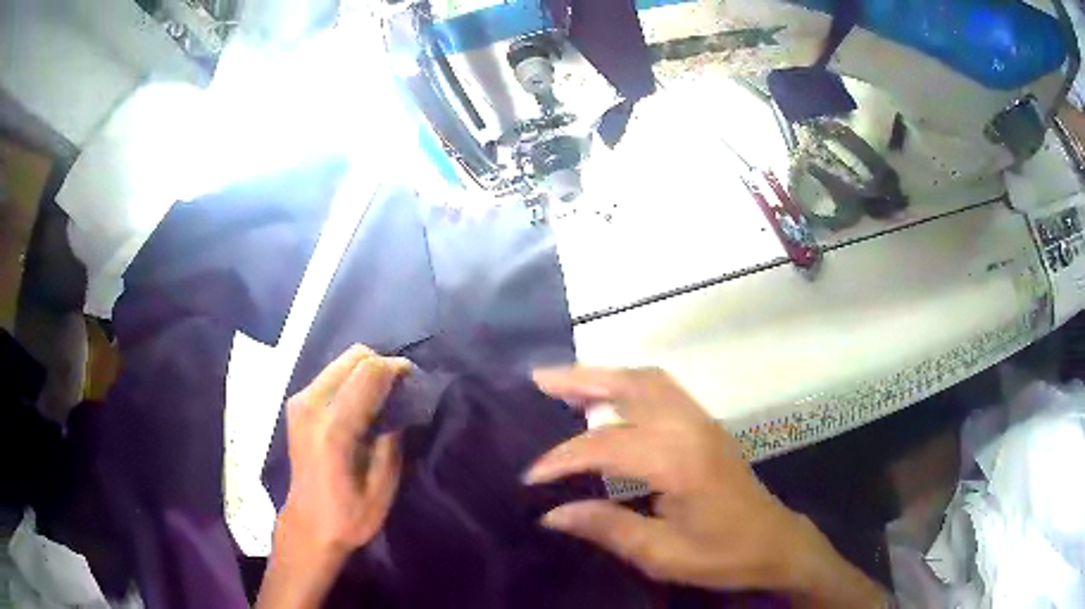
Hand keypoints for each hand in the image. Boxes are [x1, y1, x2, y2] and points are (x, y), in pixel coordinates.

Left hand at [258, 346, 410, 608]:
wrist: (308, 525)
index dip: (397, 368)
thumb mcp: (382, 487)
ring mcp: (300, 402)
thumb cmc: (349, 516)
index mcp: (334, 429)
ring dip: (367, 371)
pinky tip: (362, 404)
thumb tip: (402, 406)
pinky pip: (331, 375)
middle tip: (401, 389)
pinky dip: (352, 379)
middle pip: (354, 357)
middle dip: (383, 365)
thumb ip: (392, 441)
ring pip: (341, 362)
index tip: (416, 379)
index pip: (368, 373)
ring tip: (384, 396)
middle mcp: (312, 406)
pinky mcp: (297, 405)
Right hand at [526, 367, 886, 607]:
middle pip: (630, 386)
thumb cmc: (722, 554)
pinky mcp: (706, 425)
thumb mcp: (662, 554)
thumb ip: (607, 527)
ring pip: (647, 379)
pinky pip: (662, 388)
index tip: (530, 476)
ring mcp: (702, 421)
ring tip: (565, 382)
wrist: (776, 543)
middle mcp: (690, 428)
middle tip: (538, 379)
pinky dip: (628, 382)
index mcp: (680, 462)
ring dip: (605, 374)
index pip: (607, 445)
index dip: (563, 458)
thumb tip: (552, 514)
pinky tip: (609, 396)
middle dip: (581, 379)